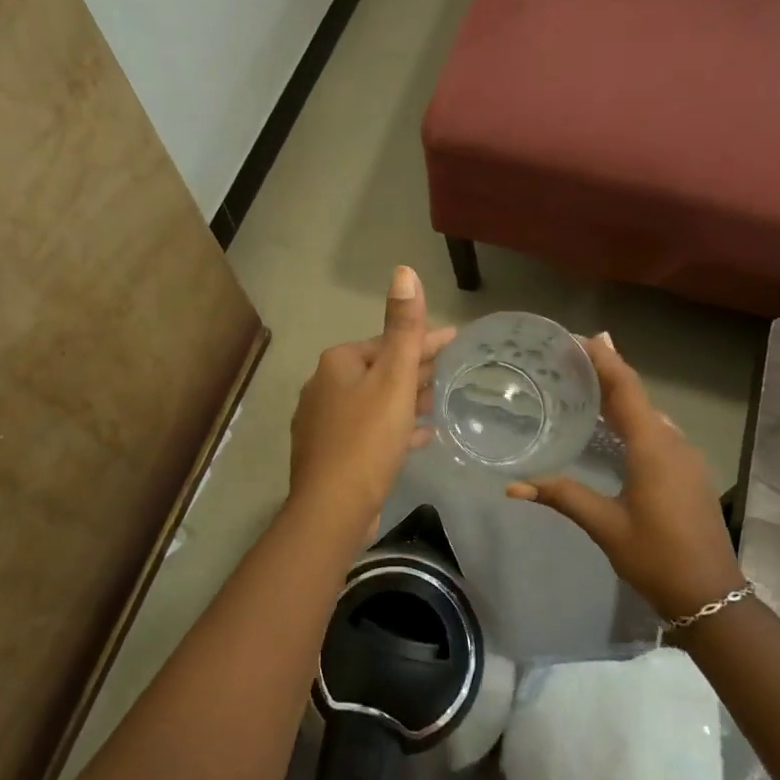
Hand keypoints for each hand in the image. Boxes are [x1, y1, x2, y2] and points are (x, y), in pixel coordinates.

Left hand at [289, 266, 456, 535]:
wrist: (332, 508)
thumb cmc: (367, 438)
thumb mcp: (393, 379)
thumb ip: (402, 327)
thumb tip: (403, 271)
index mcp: (338, 363)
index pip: (389, 342)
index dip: (425, 341)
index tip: (456, 341)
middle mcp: (324, 386)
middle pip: (380, 370)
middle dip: (415, 370)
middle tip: (450, 373)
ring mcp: (323, 421)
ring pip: (374, 401)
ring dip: (406, 400)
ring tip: (438, 404)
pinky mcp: (330, 453)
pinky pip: (368, 431)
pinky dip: (393, 428)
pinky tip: (419, 437)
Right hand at [506, 334, 744, 618]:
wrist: (712, 596)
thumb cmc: (657, 557)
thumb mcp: (605, 525)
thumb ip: (562, 496)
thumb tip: (513, 486)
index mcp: (653, 447)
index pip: (625, 387)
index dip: (603, 358)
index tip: (577, 337)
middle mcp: (672, 442)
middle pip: (637, 394)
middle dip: (606, 371)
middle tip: (568, 357)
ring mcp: (685, 457)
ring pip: (648, 412)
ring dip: (618, 395)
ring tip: (582, 384)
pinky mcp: (688, 472)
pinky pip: (656, 430)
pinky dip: (631, 417)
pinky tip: (610, 427)